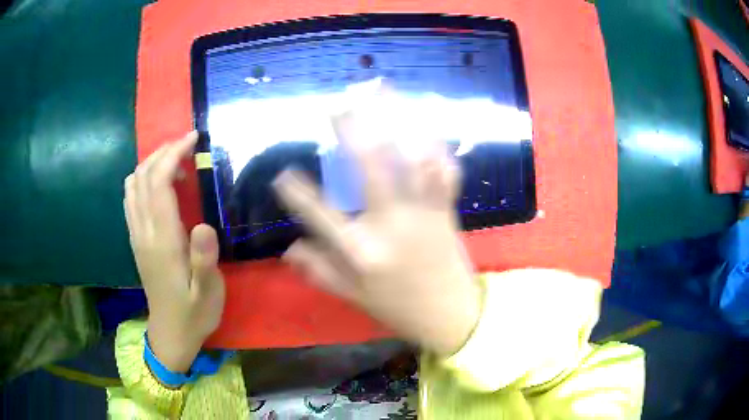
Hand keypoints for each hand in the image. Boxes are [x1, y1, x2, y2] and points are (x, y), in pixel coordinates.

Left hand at [124, 131, 224, 372]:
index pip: (158, 183)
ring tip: (175, 160)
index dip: (173, 154)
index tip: (193, 138)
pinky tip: (159, 184)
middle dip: (163, 151)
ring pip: (134, 184)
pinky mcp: (135, 240)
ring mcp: (136, 235)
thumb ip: (204, 260)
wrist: (170, 334)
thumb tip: (205, 224)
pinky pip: (131, 198)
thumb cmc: (194, 313)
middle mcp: (143, 231)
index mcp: (162, 240)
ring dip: (151, 163)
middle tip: (188, 144)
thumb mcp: (208, 292)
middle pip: (143, 176)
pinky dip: (143, 179)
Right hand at [274, 111, 481, 355]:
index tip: (282, 174)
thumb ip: (320, 270)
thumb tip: (288, 247)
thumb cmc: (399, 308)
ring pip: (411, 158)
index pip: (319, 215)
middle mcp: (391, 225)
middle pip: (370, 168)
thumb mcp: (354, 295)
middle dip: (352, 131)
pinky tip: (424, 122)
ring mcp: (423, 213)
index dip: (296, 193)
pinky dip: (436, 144)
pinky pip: (444, 170)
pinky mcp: (446, 210)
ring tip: (384, 93)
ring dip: (398, 121)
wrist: (451, 316)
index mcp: (362, 251)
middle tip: (339, 106)